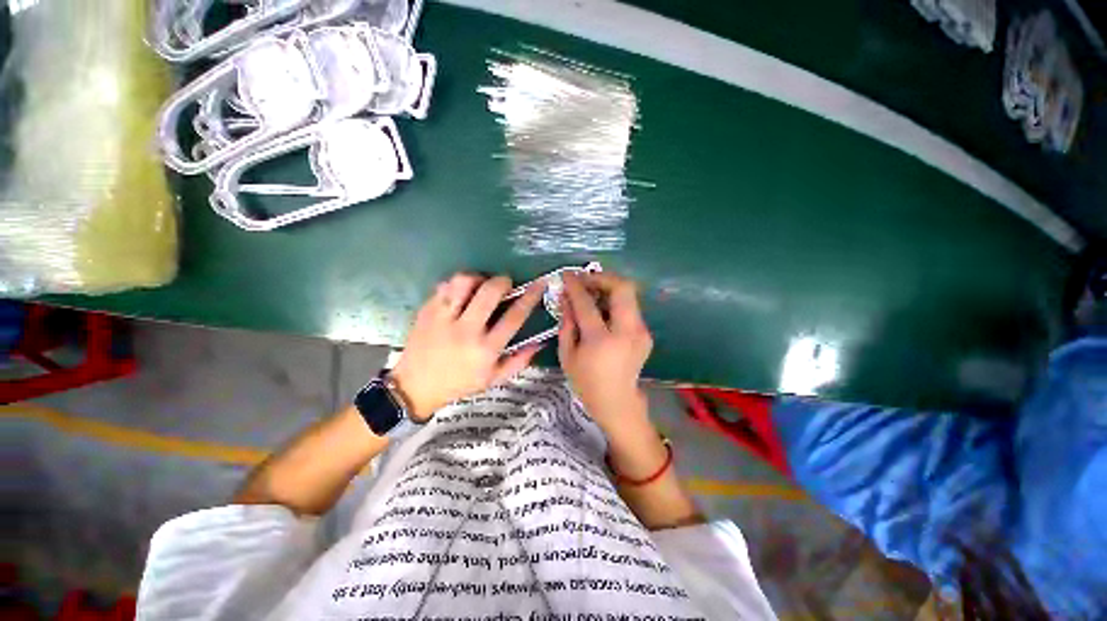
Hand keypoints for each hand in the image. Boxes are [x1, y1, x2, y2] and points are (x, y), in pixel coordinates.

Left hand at [391, 273, 543, 420]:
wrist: (415, 387)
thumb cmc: (459, 383)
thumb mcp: (493, 379)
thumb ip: (519, 361)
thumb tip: (539, 342)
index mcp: (486, 349)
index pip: (514, 316)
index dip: (530, 297)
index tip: (538, 284)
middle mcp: (466, 330)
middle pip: (489, 292)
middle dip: (503, 281)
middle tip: (506, 283)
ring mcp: (443, 318)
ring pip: (464, 282)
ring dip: (478, 278)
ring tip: (481, 284)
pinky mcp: (427, 311)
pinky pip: (444, 286)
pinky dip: (457, 284)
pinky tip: (461, 292)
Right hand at [558, 271, 653, 432]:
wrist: (618, 402)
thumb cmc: (586, 382)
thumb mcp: (567, 355)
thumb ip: (566, 323)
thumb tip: (565, 297)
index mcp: (602, 341)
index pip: (587, 303)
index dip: (575, 286)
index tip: (567, 275)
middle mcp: (627, 332)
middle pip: (622, 288)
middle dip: (602, 277)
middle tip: (585, 280)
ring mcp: (641, 332)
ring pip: (630, 294)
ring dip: (610, 287)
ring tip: (592, 292)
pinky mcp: (646, 333)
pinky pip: (630, 307)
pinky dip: (616, 301)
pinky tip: (603, 309)